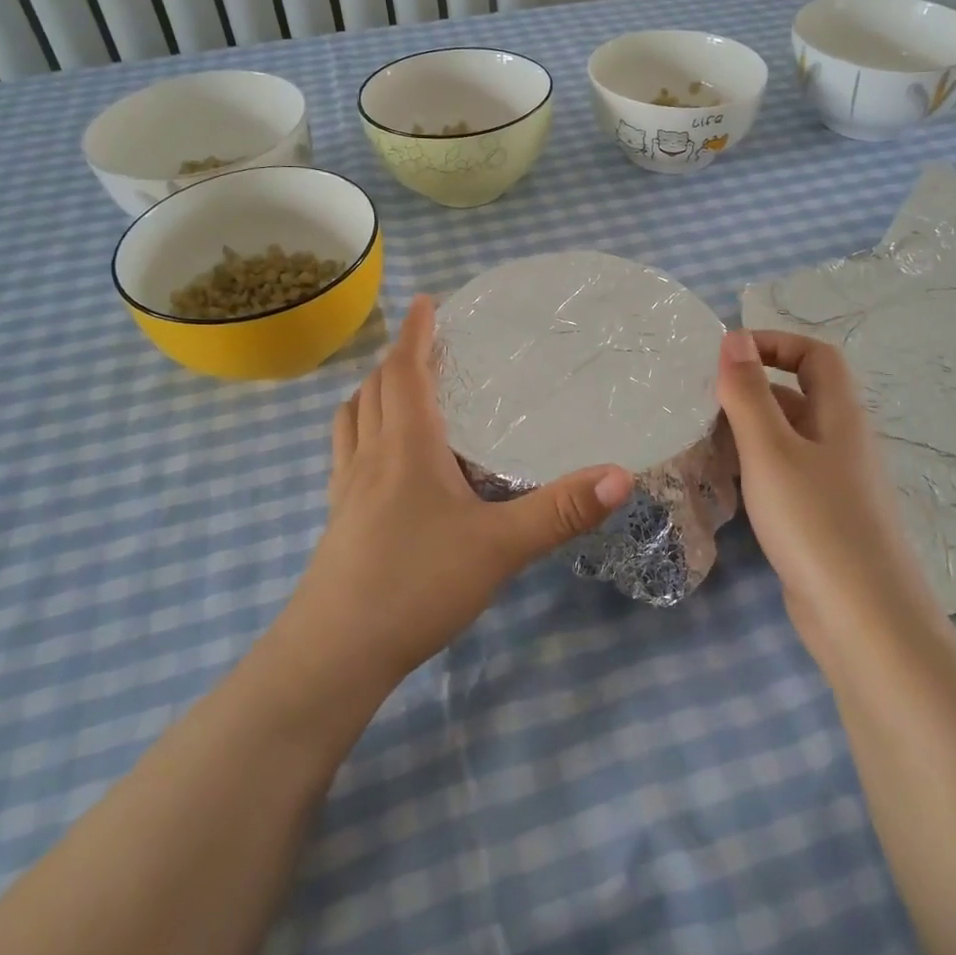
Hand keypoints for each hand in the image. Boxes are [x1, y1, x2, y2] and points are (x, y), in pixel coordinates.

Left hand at [288, 295, 634, 684]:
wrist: (334, 653)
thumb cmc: (416, 584)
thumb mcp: (500, 547)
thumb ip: (560, 511)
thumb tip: (621, 474)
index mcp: (407, 447)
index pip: (406, 371)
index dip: (416, 333)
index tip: (426, 301)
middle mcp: (370, 456)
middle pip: (375, 388)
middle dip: (397, 357)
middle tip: (423, 343)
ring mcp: (344, 488)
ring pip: (351, 418)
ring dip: (371, 391)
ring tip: (394, 388)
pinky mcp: (335, 519)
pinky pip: (343, 453)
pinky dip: (358, 431)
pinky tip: (376, 458)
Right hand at [715, 329, 937, 663]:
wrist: (863, 620)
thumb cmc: (815, 522)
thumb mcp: (771, 450)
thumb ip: (749, 393)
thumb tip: (734, 338)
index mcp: (840, 415)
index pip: (816, 355)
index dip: (775, 343)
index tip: (727, 356)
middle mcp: (842, 441)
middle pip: (798, 395)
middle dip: (750, 390)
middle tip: (700, 400)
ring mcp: (834, 482)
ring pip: (787, 437)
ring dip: (747, 430)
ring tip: (700, 438)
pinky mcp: (823, 517)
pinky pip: (785, 474)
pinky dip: (755, 467)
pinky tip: (725, 482)